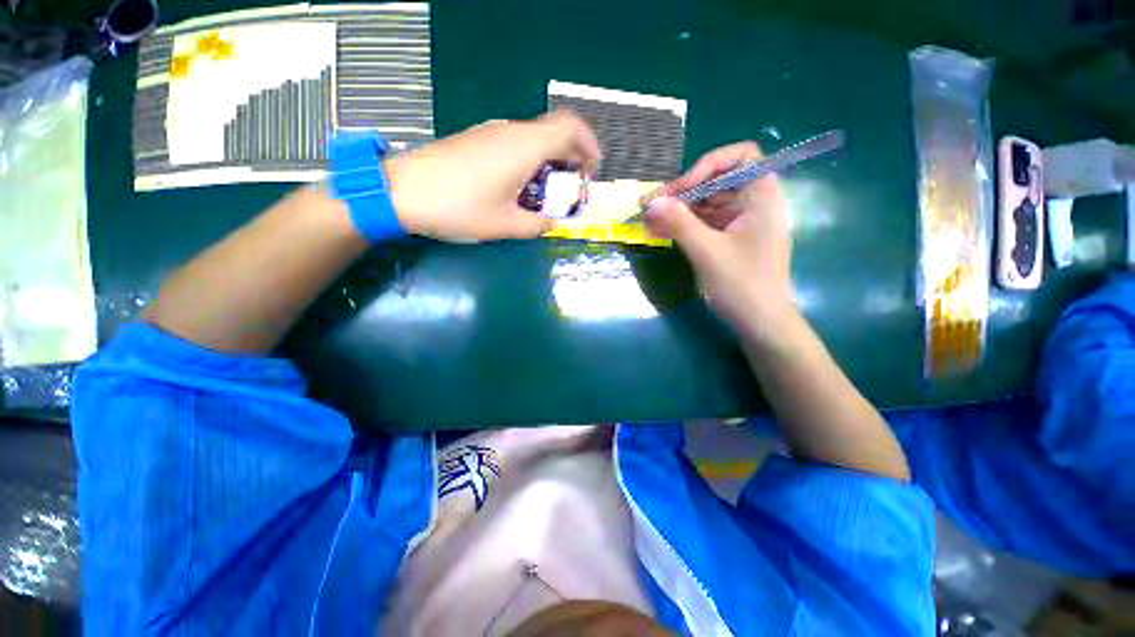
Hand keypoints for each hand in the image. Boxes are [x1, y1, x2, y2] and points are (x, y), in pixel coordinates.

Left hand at [385, 111, 601, 241]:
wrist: (401, 191)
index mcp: (524, 147)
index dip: (589, 146)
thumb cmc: (458, 207)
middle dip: (572, 159)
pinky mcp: (477, 141)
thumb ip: (538, 225)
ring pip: (535, 139)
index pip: (570, 128)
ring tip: (548, 194)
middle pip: (555, 132)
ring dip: (550, 163)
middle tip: (572, 189)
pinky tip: (521, 187)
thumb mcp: (505, 225)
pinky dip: (530, 162)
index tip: (591, 172)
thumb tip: (553, 223)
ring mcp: (492, 134)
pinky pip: (515, 144)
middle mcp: (511, 132)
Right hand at [645, 142, 794, 328]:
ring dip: (679, 210)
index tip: (680, 190)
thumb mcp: (707, 251)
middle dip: (683, 192)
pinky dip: (684, 225)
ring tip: (649, 221)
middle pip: (717, 181)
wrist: (761, 323)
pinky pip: (706, 222)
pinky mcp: (732, 238)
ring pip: (707, 203)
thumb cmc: (742, 285)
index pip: (740, 157)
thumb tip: (652, 201)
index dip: (707, 166)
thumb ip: (679, 222)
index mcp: (762, 196)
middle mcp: (755, 203)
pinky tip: (661, 231)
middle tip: (651, 206)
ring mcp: (743, 222)